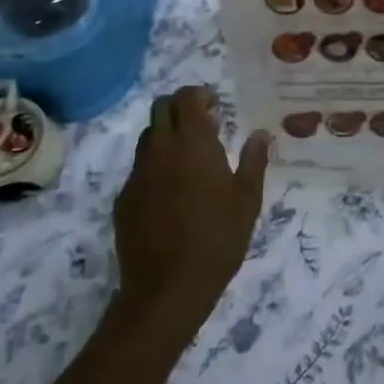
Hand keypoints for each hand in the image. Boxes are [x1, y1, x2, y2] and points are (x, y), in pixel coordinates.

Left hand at [113, 86, 268, 332]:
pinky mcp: (124, 198)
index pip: (185, 98)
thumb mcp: (247, 200)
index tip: (216, 107)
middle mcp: (160, 150)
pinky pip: (140, 169)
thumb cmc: (217, 239)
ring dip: (167, 135)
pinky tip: (172, 193)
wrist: (167, 288)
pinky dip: (156, 166)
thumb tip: (259, 134)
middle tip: (204, 125)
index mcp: (192, 144)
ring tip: (190, 159)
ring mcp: (137, 174)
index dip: (199, 95)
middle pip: (161, 109)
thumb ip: (253, 161)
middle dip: (181, 108)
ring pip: (148, 137)